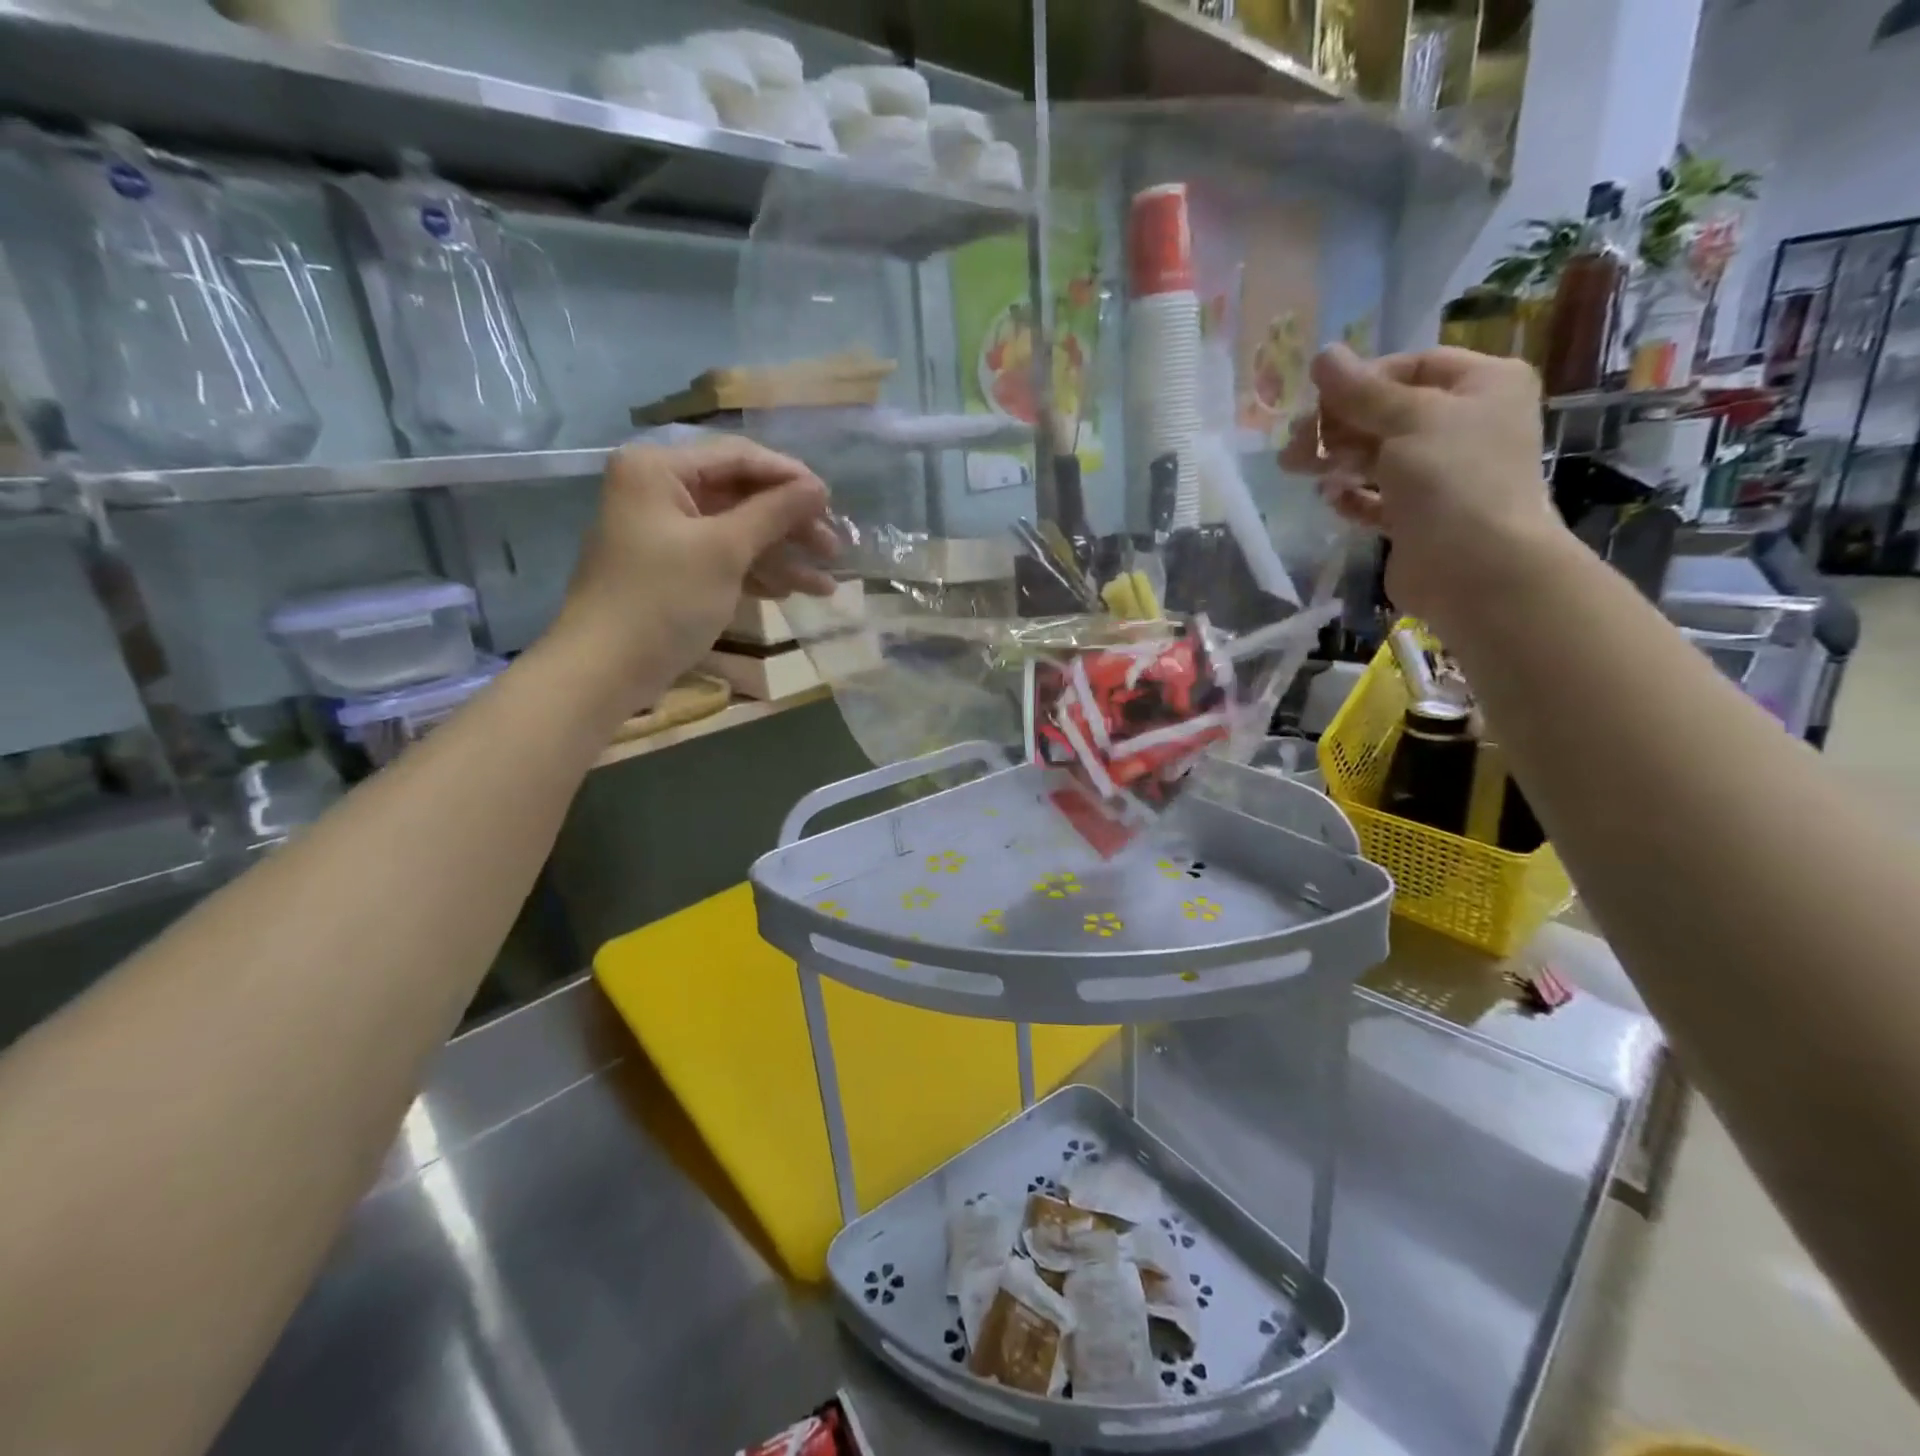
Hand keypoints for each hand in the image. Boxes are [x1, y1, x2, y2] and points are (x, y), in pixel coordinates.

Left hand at [552, 437, 836, 697]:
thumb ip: (774, 513)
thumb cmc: (663, 599)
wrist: (605, 670)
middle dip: (790, 524)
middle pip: (741, 496)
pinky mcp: (672, 570)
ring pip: (737, 533)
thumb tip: (819, 488)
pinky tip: (792, 592)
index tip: (832, 502)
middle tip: (834, 548)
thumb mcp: (724, 550)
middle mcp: (660, 491)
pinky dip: (757, 574)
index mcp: (659, 470)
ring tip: (826, 585)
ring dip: (782, 556)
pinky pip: (723, 560)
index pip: (739, 458)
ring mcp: (666, 534)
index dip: (790, 478)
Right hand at [1280, 344, 1565, 628]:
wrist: (1477, 569)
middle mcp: (1466, 426)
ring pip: (1378, 456)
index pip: (1413, 367)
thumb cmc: (1453, 479)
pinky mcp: (1418, 517)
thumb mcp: (1408, 419)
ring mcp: (1442, 475)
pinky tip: (1330, 498)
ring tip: (1297, 469)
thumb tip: (1322, 355)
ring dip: (1336, 459)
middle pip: (1388, 413)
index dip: (1362, 380)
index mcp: (1483, 386)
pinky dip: (1352, 496)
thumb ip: (1360, 391)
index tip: (1318, 400)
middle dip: (1338, 425)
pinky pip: (1377, 498)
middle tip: (1293, 444)